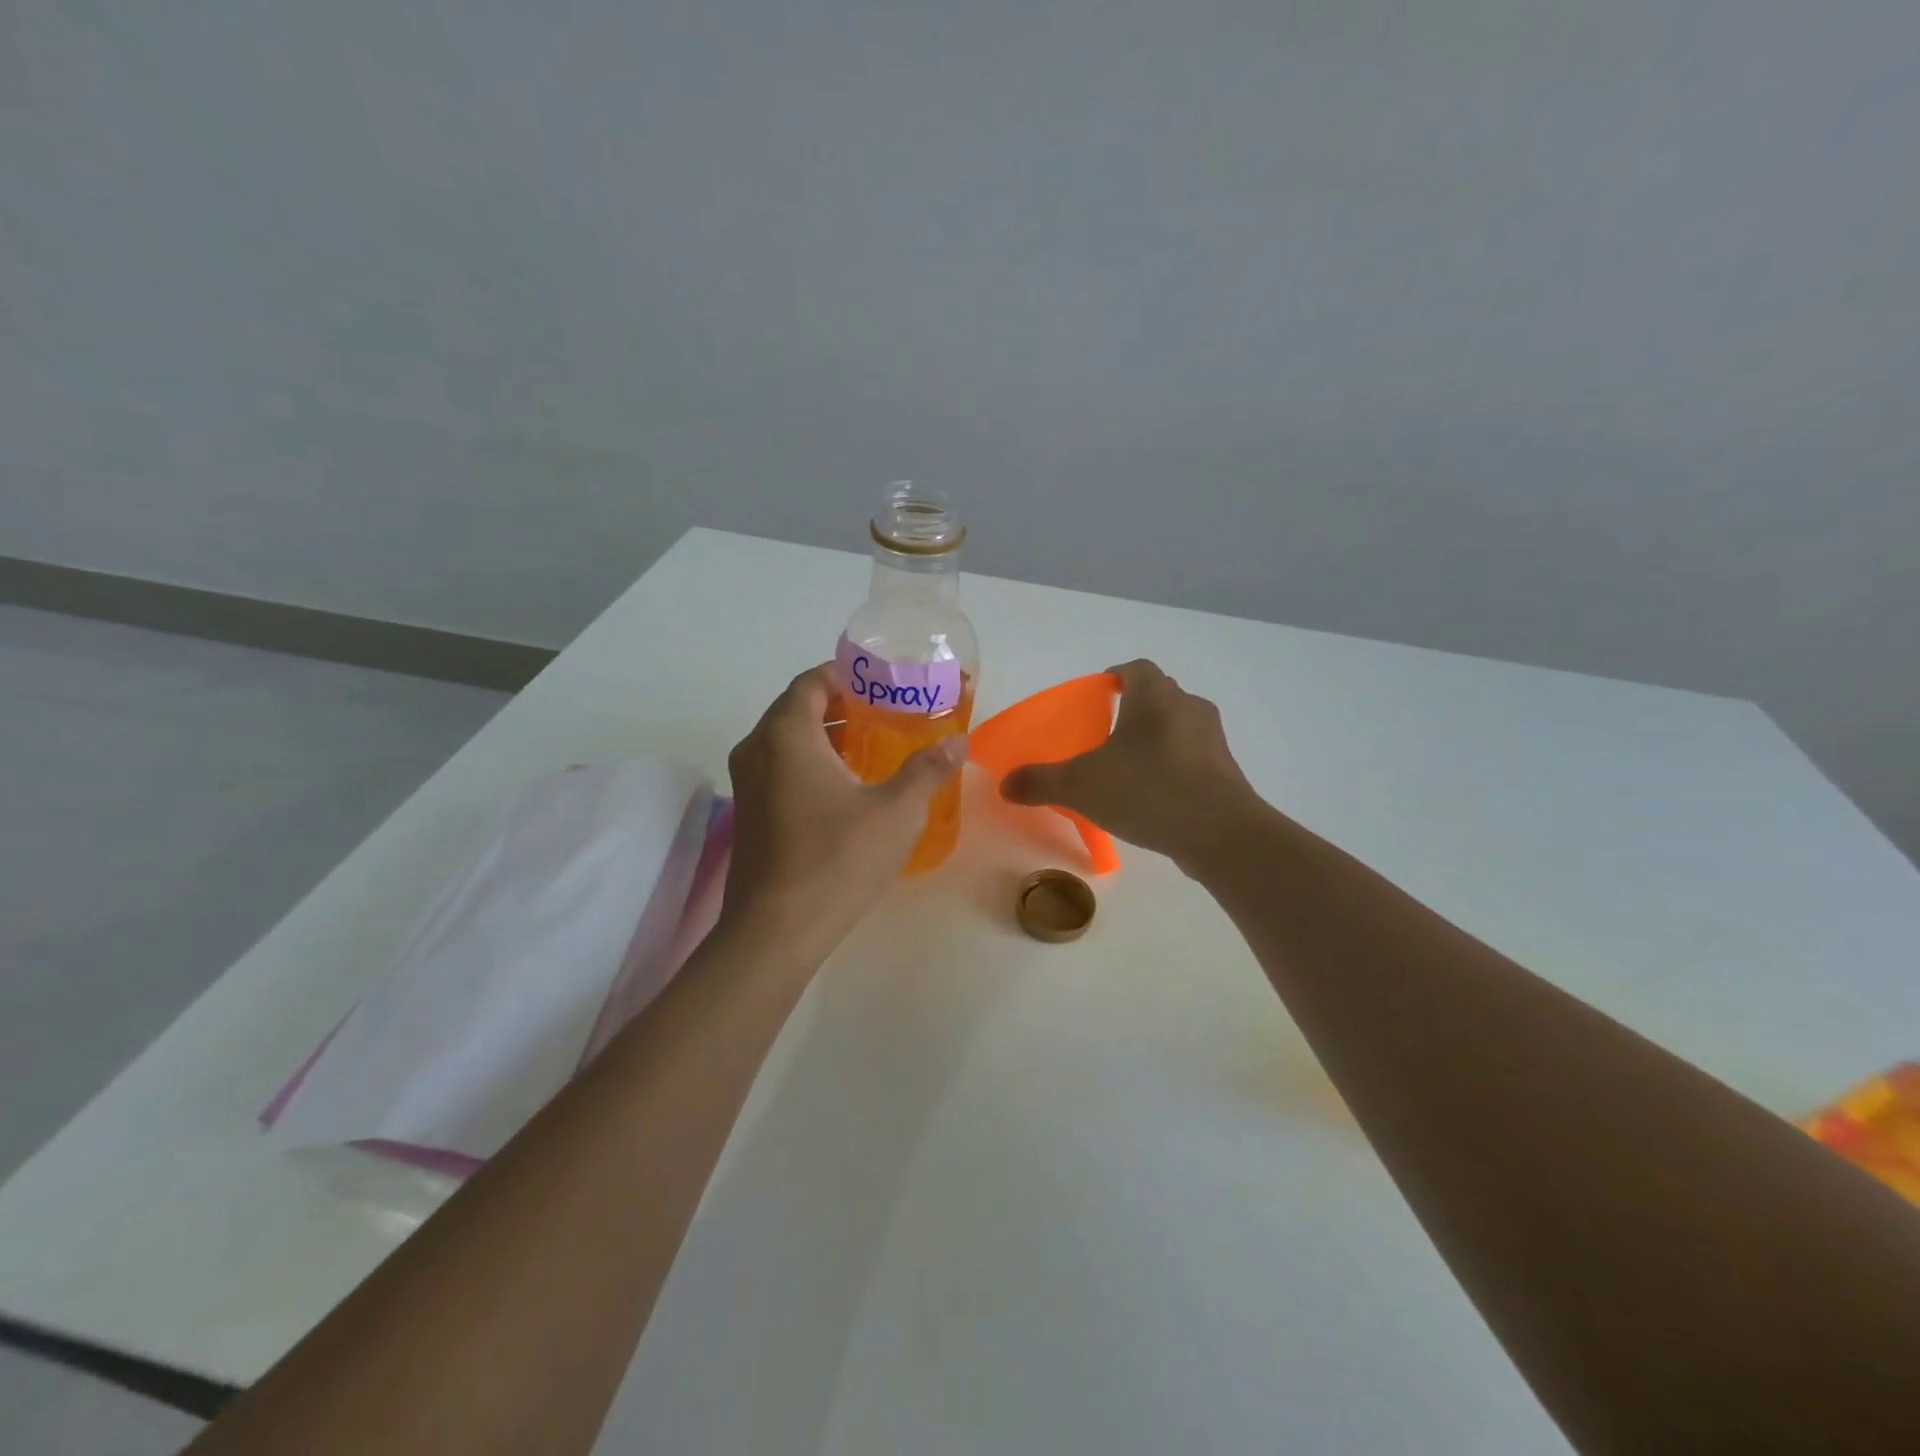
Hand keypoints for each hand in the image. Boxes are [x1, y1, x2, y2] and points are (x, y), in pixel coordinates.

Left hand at [720, 664, 966, 957]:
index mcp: (786, 735)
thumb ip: (928, 770)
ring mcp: (746, 783)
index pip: (812, 682)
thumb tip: (958, 741)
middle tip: (887, 714)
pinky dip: (811, 762)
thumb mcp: (895, 811)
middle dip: (842, 705)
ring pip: (788, 741)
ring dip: (827, 736)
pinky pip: (780, 768)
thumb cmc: (837, 860)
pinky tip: (848, 787)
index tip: (882, 682)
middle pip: (798, 709)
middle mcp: (757, 750)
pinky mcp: (748, 813)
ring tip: (874, 747)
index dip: (846, 675)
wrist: (776, 931)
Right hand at [1001, 659, 1261, 871]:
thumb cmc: (1147, 791)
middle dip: (1131, 709)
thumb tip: (1004, 784)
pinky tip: (1152, 796)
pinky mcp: (1225, 771)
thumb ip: (1040, 781)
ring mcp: (1212, 740)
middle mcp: (1187, 707)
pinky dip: (1171, 766)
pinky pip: (1192, 757)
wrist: (1221, 834)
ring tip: (1125, 768)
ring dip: (1153, 739)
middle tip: (1103, 735)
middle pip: (1157, 695)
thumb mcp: (1080, 786)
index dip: (1114, 675)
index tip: (1096, 695)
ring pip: (1176, 726)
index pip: (1135, 668)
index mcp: (1154, 696)